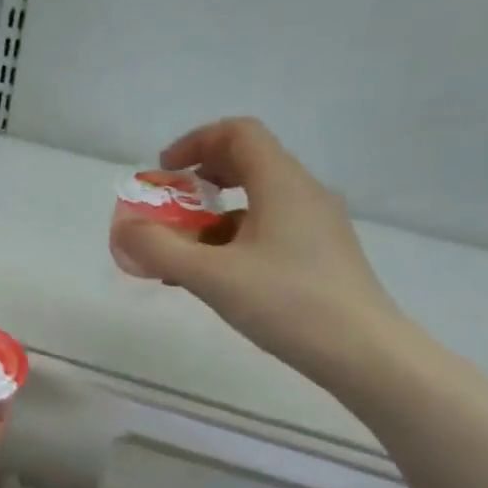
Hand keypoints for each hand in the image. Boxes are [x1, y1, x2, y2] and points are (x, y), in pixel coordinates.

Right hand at [109, 118, 405, 384]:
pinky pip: (268, 232)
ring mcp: (316, 226)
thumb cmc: (287, 303)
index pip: (238, 133)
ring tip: (180, 258)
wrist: (364, 353)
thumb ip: (159, 249)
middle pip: (247, 164)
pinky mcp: (320, 255)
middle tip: (168, 211)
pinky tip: (213, 280)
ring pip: (255, 204)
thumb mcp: (211, 276)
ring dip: (212, 219)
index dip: (195, 142)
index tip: (163, 174)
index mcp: (282, 183)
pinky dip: (233, 243)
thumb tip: (123, 228)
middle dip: (199, 183)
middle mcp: (304, 194)